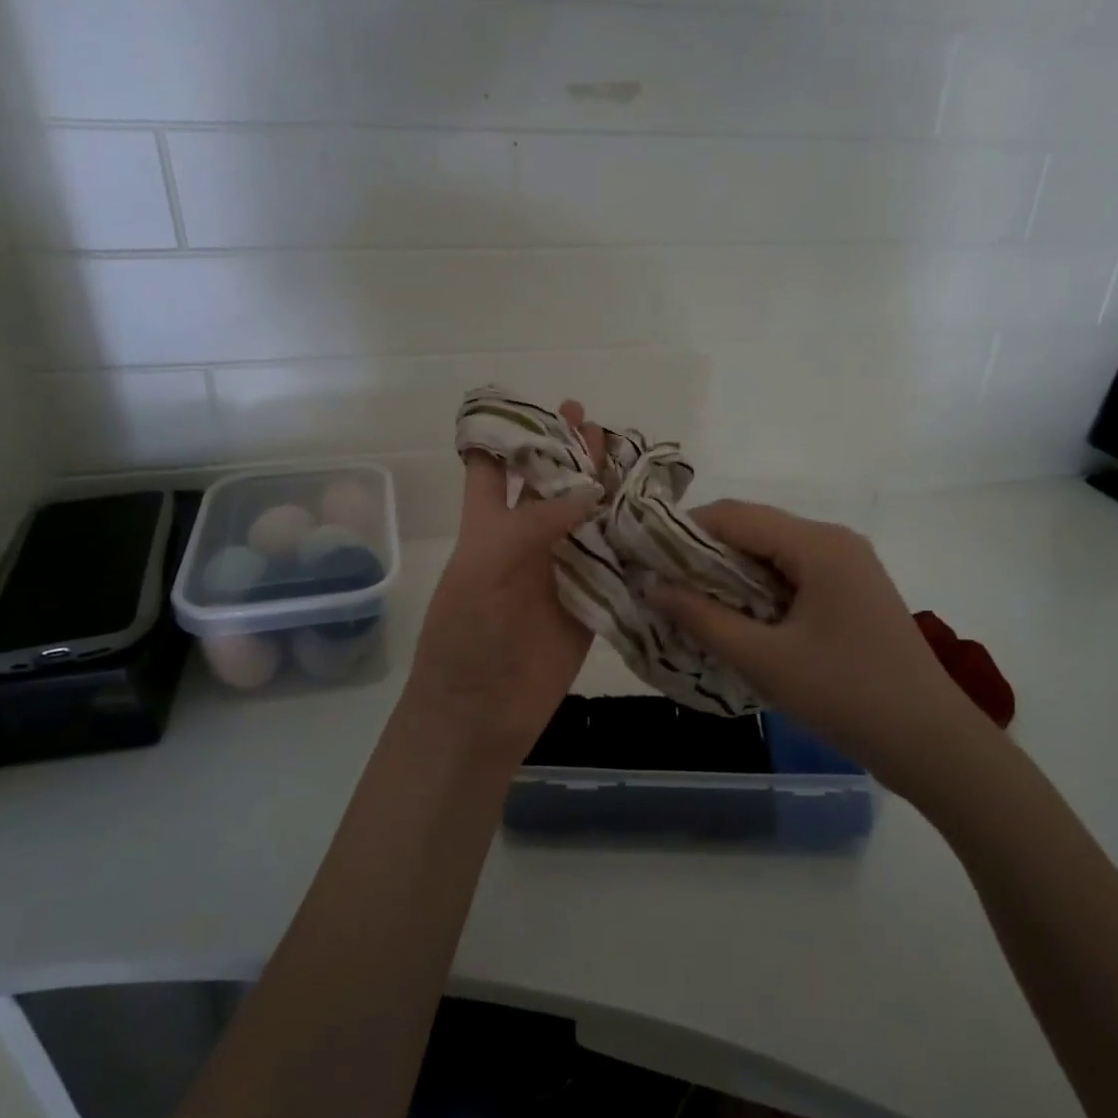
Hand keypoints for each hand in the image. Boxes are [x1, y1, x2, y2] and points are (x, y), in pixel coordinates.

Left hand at [399, 402, 606, 769]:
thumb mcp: (483, 569)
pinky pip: (612, 563)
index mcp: (487, 527)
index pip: (488, 469)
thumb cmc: (466, 638)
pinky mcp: (589, 602)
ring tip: (627, 454)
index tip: (527, 402)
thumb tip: (588, 492)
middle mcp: (525, 541)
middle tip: (591, 420)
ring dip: (603, 489)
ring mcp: (559, 571)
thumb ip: (531, 524)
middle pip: (547, 486)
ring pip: (585, 519)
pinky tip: (651, 515)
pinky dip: (629, 539)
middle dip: (565, 452)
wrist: (480, 715)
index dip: (502, 436)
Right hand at [648, 501, 1000, 788]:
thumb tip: (651, 586)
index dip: (682, 531)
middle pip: (753, 529)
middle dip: (703, 554)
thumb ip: (703, 618)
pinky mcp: (852, 593)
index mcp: (817, 544)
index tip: (643, 557)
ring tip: (688, 603)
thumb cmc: (846, 695)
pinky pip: (792, 576)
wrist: (931, 743)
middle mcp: (834, 541)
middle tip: (660, 585)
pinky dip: (758, 590)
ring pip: (771, 554)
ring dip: (729, 574)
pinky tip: (735, 619)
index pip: (733, 515)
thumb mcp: (764, 660)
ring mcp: (848, 566)